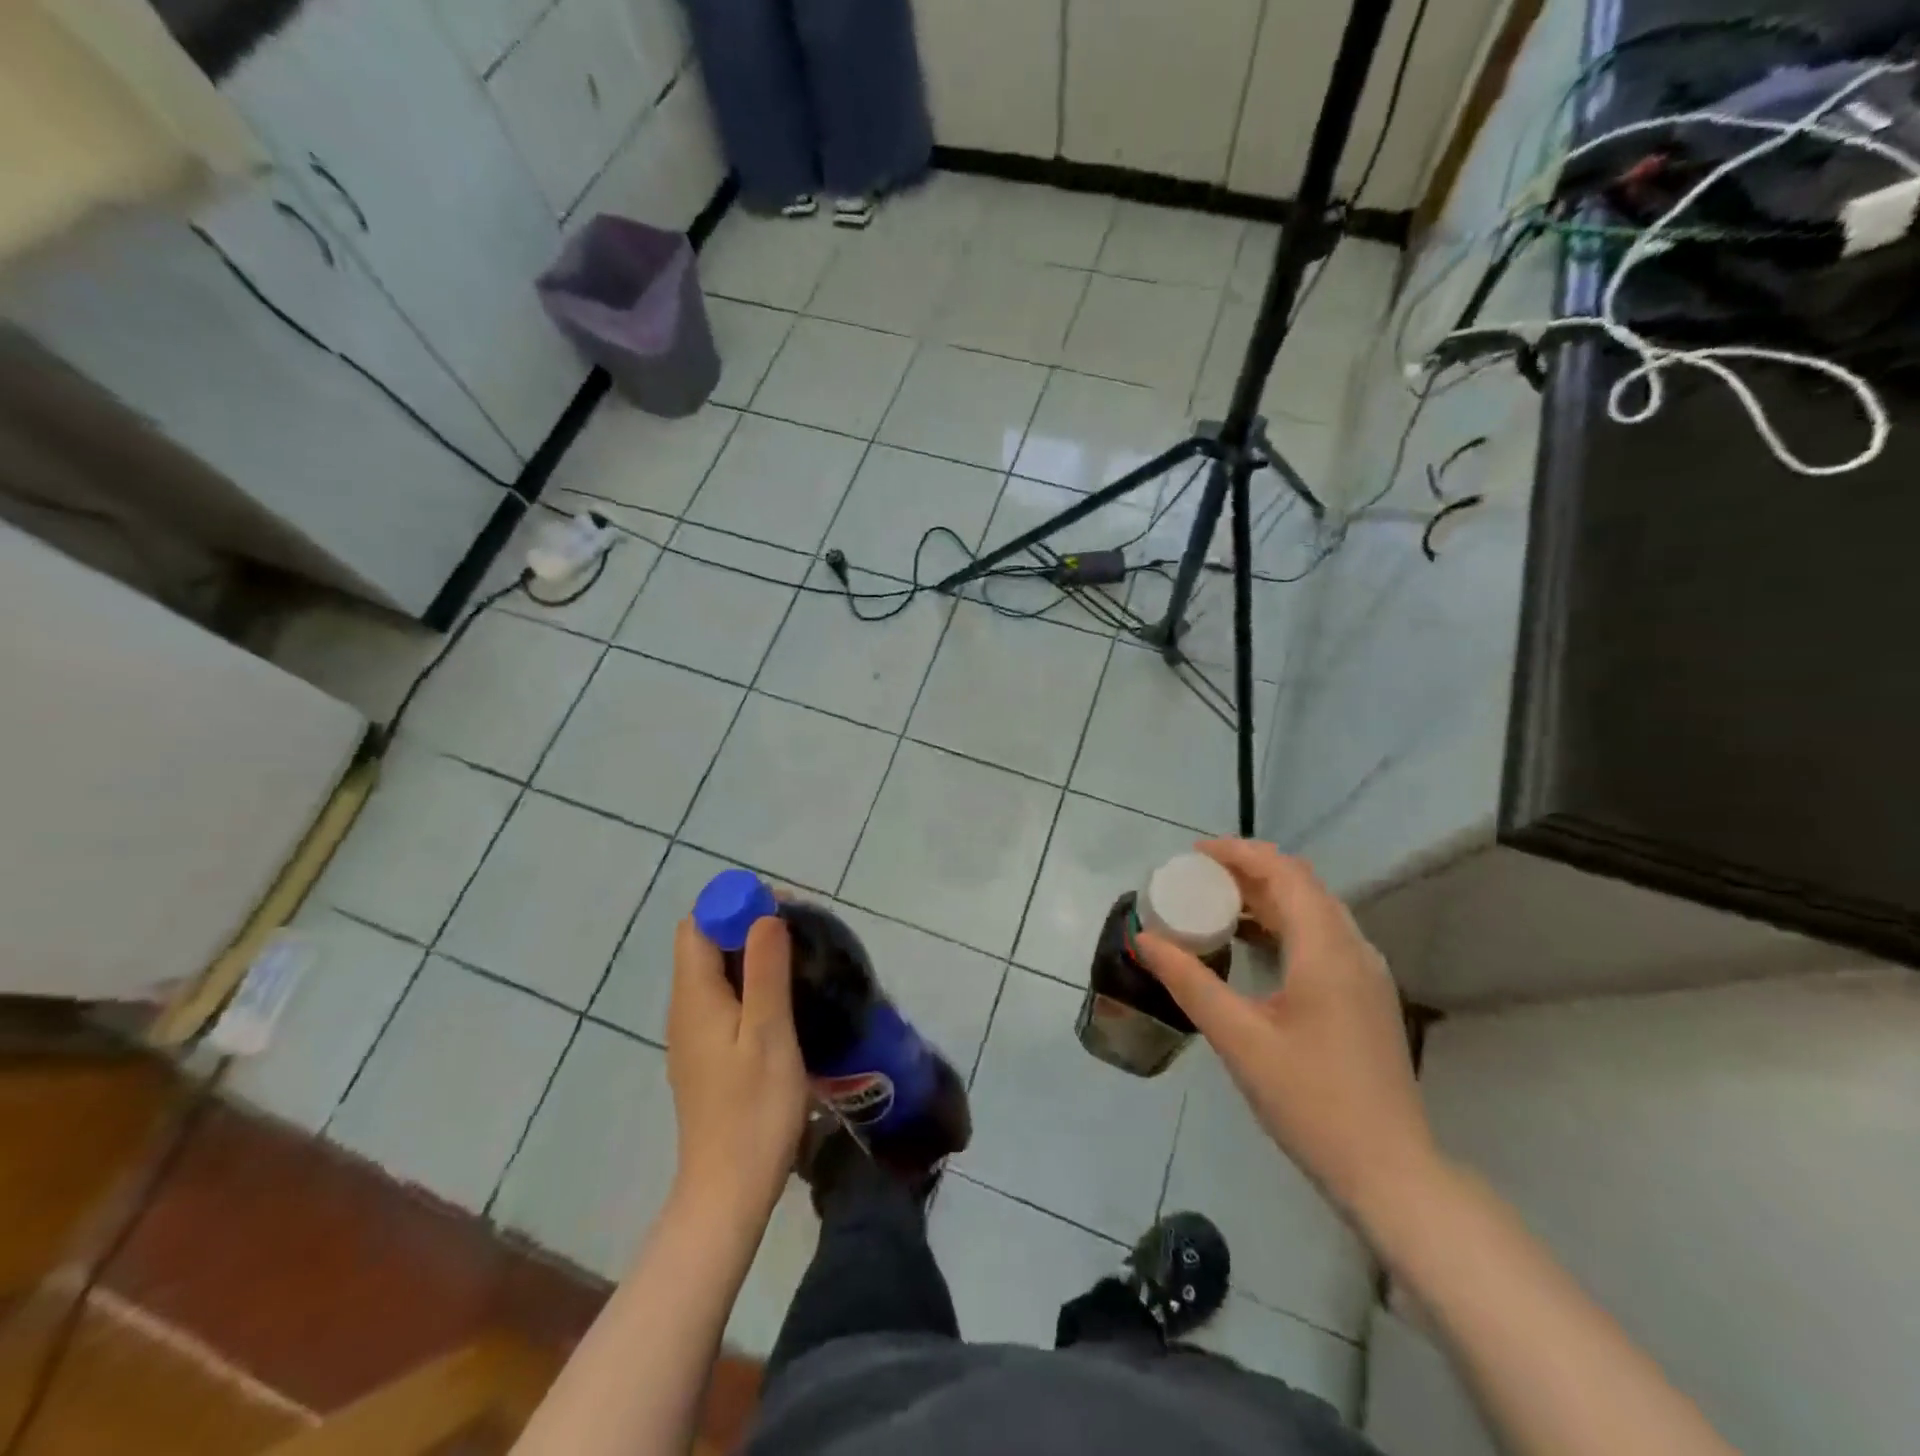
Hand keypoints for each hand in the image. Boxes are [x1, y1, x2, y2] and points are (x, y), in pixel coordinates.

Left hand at [666, 916, 808, 1222]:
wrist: (728, 1190)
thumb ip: (765, 970)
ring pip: (715, 972)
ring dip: (750, 953)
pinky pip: (722, 999)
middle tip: (797, 930)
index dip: (732, 906)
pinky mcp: (707, 1055)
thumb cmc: (753, 1109)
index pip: (698, 926)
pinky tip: (783, 999)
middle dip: (745, 924)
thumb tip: (764, 914)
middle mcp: (685, 1009)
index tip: (778, 907)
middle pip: (704, 945)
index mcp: (694, 997)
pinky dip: (749, 983)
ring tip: (797, 958)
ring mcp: (693, 1034)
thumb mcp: (769, 1033)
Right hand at [1133, 839, 1438, 1226]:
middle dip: (1248, 870)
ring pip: (1313, 910)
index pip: (1284, 872)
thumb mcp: (1239, 1039)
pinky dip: (1283, 924)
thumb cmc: (1311, 1101)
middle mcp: (1353, 949)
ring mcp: (1365, 973)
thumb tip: (1143, 938)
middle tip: (1197, 877)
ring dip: (1266, 896)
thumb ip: (1189, 982)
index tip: (1193, 854)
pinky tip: (1252, 945)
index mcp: (1326, 950)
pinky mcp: (1365, 996)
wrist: (1389, 1172)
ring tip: (1216, 903)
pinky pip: (1321, 936)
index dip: (1239, 852)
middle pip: (1300, 884)